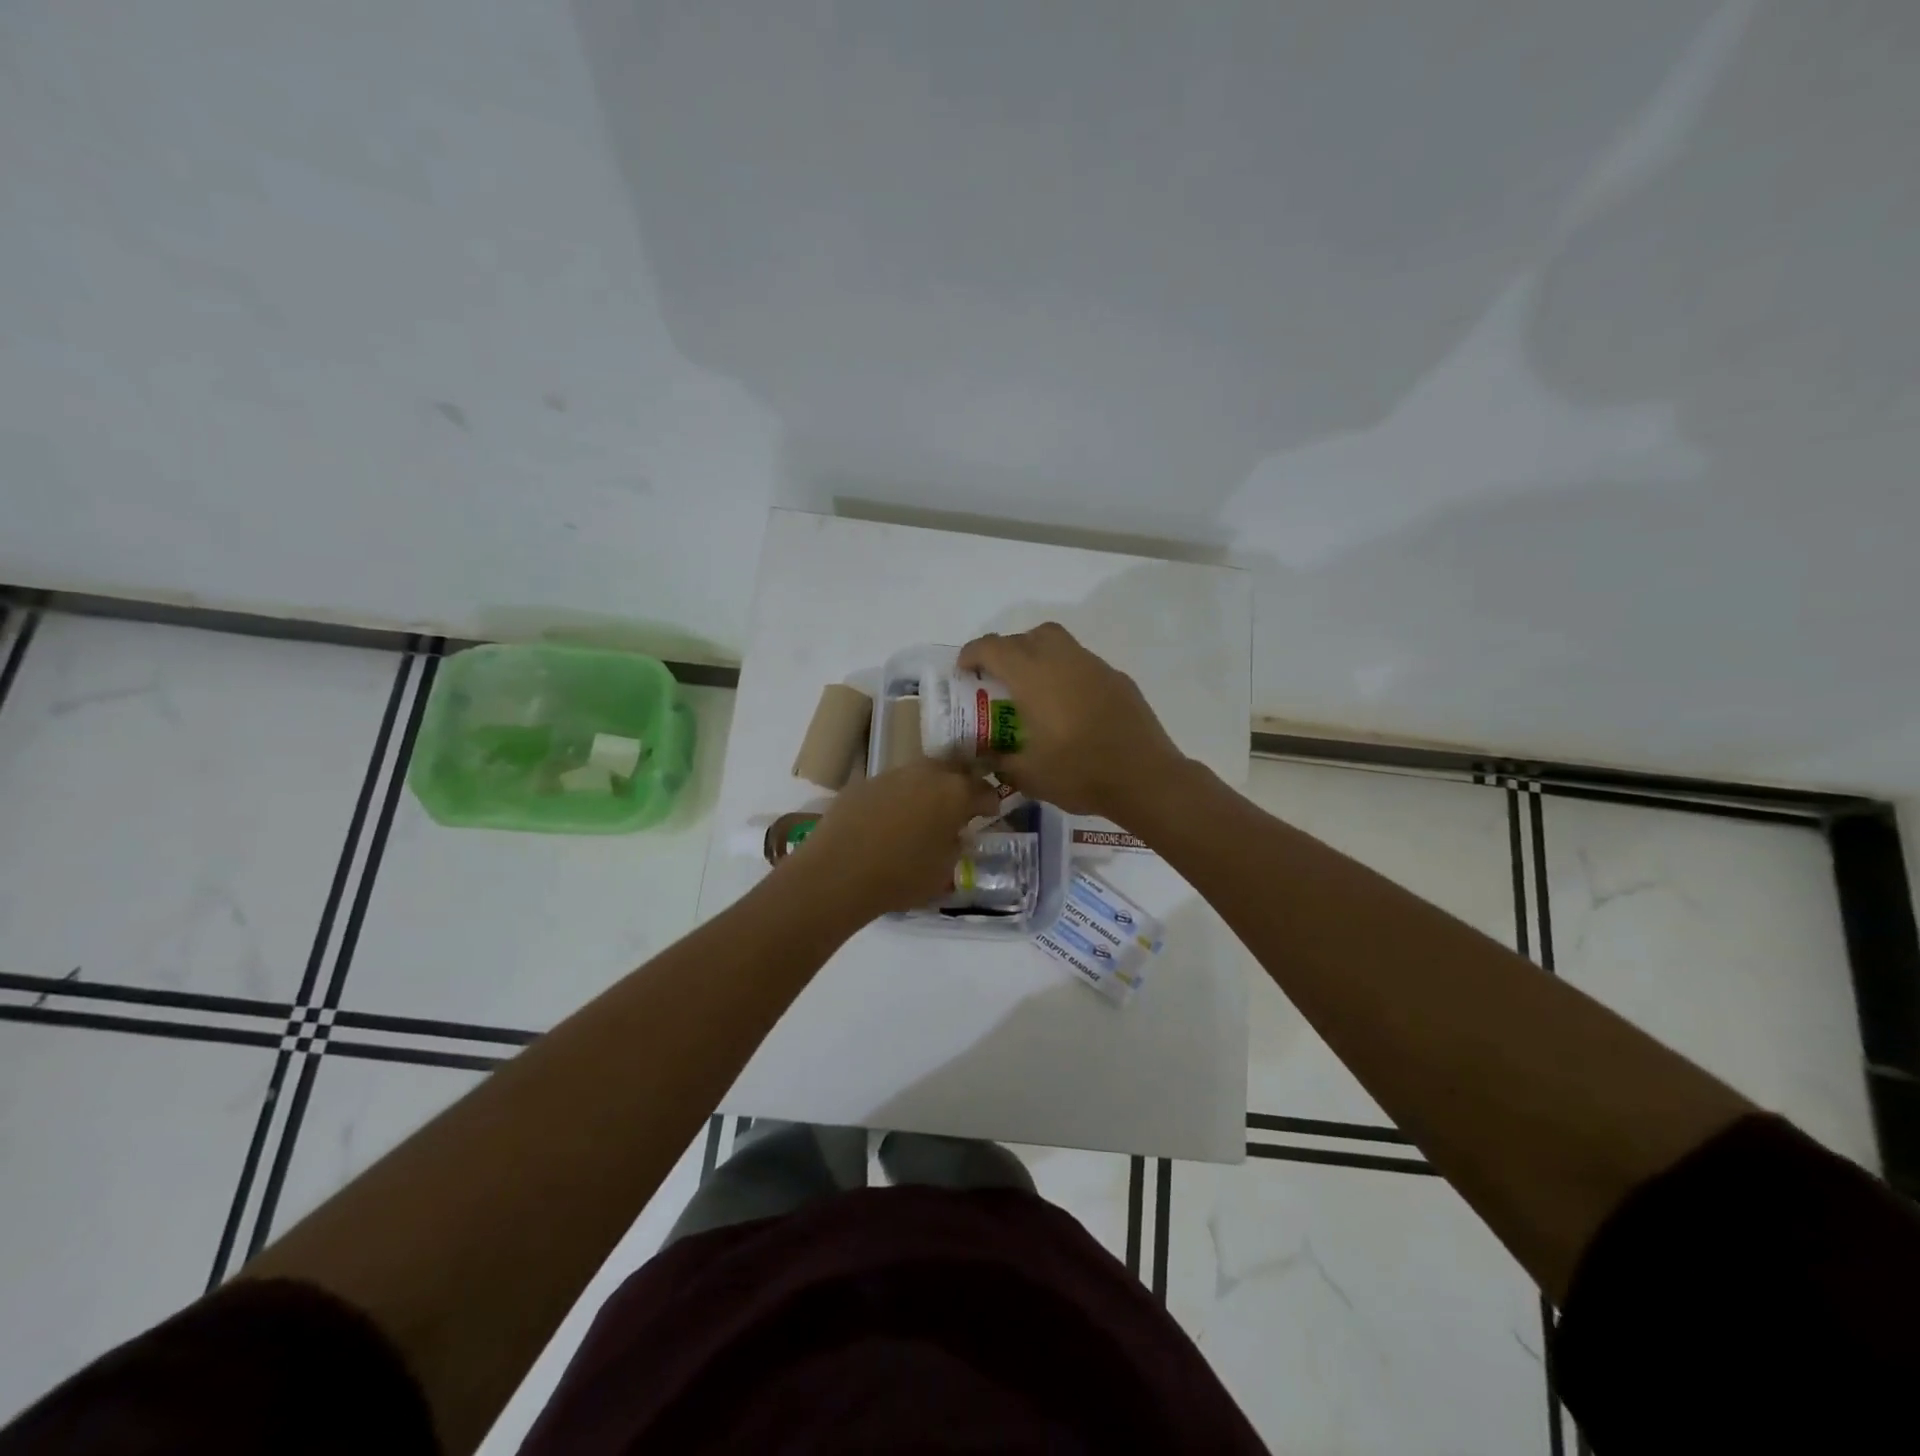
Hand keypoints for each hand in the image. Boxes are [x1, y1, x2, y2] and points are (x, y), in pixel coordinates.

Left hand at [788, 759, 1002, 918]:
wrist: (838, 872)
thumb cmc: (901, 876)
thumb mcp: (944, 870)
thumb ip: (956, 846)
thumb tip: (955, 834)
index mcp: (955, 792)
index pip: (984, 789)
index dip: (990, 802)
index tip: (990, 813)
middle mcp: (926, 773)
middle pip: (953, 769)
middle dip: (960, 785)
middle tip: (960, 806)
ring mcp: (892, 774)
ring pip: (920, 774)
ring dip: (928, 789)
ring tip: (924, 813)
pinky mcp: (863, 783)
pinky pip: (892, 786)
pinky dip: (898, 798)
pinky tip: (890, 820)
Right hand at [958, 623, 1185, 817]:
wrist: (1145, 778)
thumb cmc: (1079, 773)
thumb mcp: (1027, 775)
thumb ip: (999, 761)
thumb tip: (984, 757)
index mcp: (1033, 677)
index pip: (993, 647)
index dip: (972, 654)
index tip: (964, 671)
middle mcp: (1063, 660)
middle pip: (1028, 636)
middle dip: (1008, 650)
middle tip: (1000, 679)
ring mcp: (1095, 667)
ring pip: (1059, 644)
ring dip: (1039, 657)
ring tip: (1034, 690)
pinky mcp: (1118, 679)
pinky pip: (1083, 665)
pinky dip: (1068, 674)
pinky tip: (1070, 707)